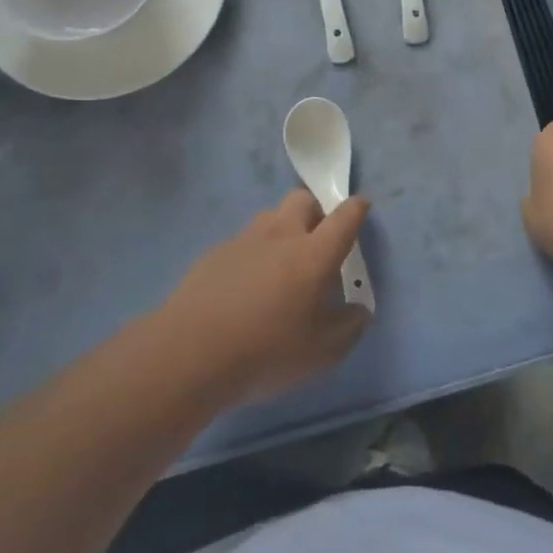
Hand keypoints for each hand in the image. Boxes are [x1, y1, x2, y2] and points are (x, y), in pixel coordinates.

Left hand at [161, 191, 372, 404]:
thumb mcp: (321, 353)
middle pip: (303, 199)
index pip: (344, 217)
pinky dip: (254, 252)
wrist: (192, 352)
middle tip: (318, 240)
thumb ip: (348, 328)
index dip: (356, 209)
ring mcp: (245, 239)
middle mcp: (281, 234)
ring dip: (283, 228)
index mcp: (314, 253)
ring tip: (281, 264)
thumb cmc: (267, 351)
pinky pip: (244, 240)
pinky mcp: (216, 252)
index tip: (361, 207)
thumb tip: (358, 311)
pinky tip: (246, 285)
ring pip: (271, 216)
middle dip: (316, 211)